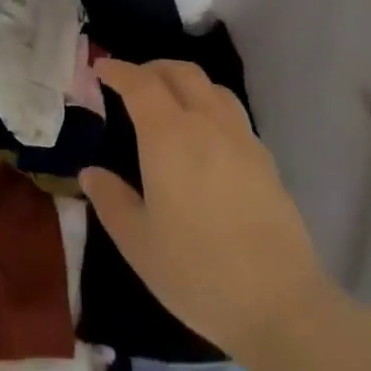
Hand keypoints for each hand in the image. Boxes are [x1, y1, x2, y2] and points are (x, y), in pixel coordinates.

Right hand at [79, 59, 328, 365]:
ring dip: (184, 81)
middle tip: (131, 81)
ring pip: (211, 87)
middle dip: (151, 68)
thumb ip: (111, 201)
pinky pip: (232, 112)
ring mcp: (241, 138)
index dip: (117, 70)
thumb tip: (90, 173)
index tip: (100, 67)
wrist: (280, 303)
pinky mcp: (265, 158)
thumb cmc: (197, 271)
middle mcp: (206, 122)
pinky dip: (210, 105)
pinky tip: (205, 135)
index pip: (139, 83)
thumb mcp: (138, 242)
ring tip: (168, 100)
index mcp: (168, 135)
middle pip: (179, 72)